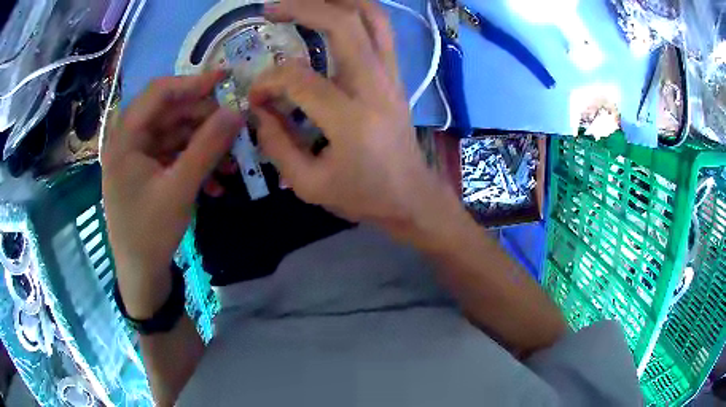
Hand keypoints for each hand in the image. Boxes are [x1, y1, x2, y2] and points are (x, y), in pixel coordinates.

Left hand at [102, 72, 243, 317]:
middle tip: (234, 129)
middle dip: (204, 120)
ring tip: (232, 161)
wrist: (140, 274)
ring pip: (175, 134)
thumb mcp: (180, 189)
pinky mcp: (147, 171)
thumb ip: (208, 147)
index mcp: (125, 139)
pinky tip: (216, 181)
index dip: (192, 82)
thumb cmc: (151, 233)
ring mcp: (138, 157)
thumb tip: (237, 112)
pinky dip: (194, 162)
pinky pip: (173, 155)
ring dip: (204, 145)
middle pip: (169, 112)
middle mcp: (128, 141)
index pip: (158, 93)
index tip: (225, 81)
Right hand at [251, 0, 457, 234]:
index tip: (257, 96)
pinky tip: (333, 11)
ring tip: (304, 1)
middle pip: (345, 24)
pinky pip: (380, 30)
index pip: (299, 79)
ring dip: (338, 0)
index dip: (269, 82)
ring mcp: (392, 75)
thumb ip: (276, 144)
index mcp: (351, 120)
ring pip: (372, 17)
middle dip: (304, 8)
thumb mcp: (308, 185)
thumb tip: (258, 109)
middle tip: (271, 9)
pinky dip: (357, 12)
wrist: (412, 197)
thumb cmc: (363, 196)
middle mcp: (376, 86)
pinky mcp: (396, 74)